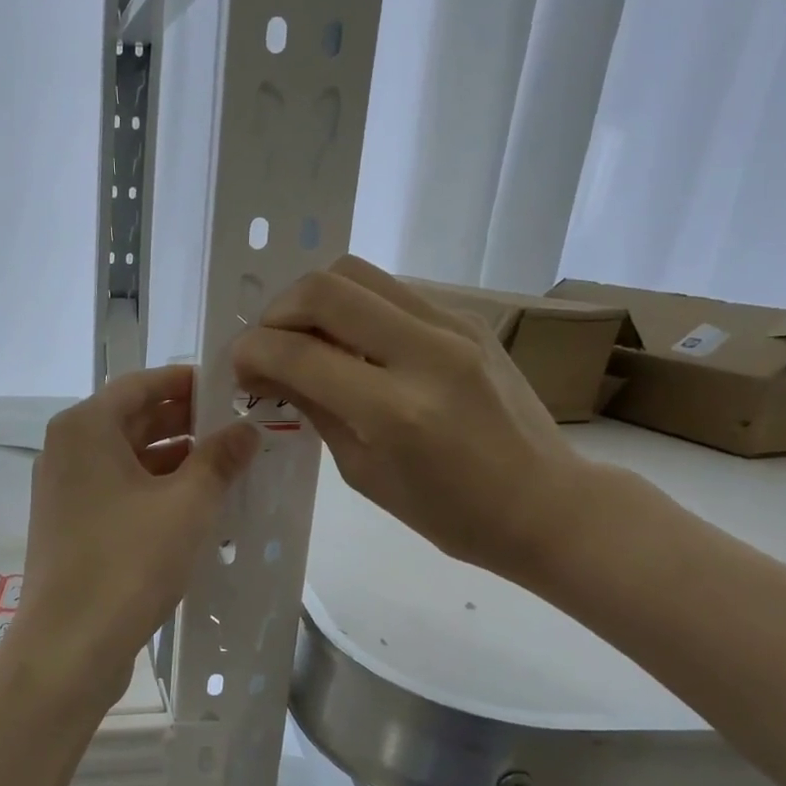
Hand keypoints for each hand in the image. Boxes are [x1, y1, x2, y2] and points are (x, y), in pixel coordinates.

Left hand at [16, 365, 259, 700]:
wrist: (69, 647)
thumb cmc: (128, 562)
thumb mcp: (187, 505)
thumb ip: (219, 459)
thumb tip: (247, 429)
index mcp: (85, 429)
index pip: (140, 384)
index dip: (186, 383)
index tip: (229, 388)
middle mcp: (68, 451)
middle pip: (133, 420)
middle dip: (187, 422)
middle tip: (239, 427)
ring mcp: (66, 491)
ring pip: (128, 459)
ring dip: (176, 460)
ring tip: (229, 467)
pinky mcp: (72, 527)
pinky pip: (120, 491)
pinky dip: (156, 490)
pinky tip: (197, 506)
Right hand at [231, 256, 588, 584]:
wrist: (545, 503)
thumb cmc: (449, 513)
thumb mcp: (364, 473)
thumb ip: (315, 409)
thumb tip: (270, 370)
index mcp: (394, 410)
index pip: (299, 352)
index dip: (252, 351)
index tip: (240, 366)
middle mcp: (425, 352)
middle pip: (325, 287)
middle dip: (277, 311)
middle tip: (269, 346)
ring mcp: (454, 326)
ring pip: (358, 273)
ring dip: (314, 301)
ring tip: (307, 339)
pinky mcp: (469, 317)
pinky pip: (391, 291)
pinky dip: (355, 308)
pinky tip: (353, 345)